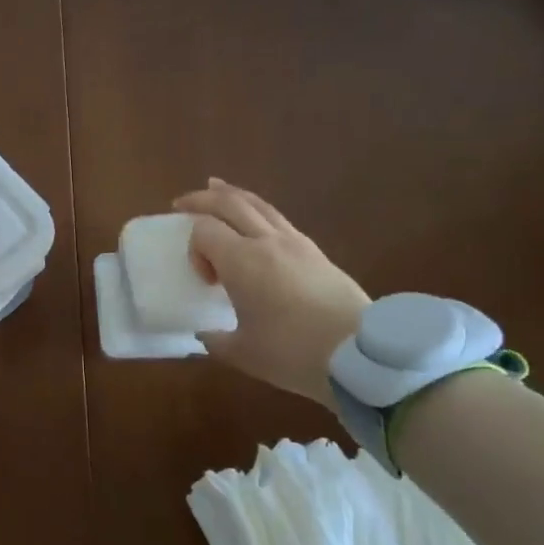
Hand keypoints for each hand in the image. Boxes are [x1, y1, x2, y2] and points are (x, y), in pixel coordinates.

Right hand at [173, 179, 370, 407]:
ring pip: (259, 204)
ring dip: (233, 195)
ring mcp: (296, 243)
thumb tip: (206, 334)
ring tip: (216, 188)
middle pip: (230, 203)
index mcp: (241, 261)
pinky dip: (258, 211)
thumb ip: (216, 340)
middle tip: (183, 203)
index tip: (204, 279)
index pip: (204, 230)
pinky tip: (255, 223)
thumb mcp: (243, 353)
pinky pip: (278, 219)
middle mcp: (266, 242)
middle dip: (203, 199)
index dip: (194, 248)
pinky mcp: (316, 252)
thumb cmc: (293, 353)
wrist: (360, 356)